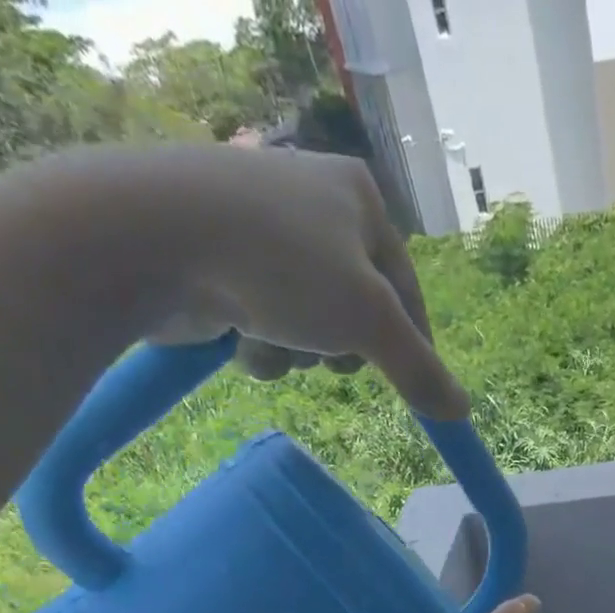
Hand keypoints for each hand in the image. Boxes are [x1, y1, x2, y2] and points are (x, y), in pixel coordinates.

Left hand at [85, 144, 469, 419]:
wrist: (153, 238)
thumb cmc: (282, 267)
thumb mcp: (370, 322)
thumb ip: (420, 370)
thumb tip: (461, 411)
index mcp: (359, 198)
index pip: (408, 291)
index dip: (414, 347)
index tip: (417, 392)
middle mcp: (315, 205)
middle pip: (358, 314)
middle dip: (341, 347)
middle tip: (327, 351)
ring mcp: (264, 232)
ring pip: (309, 327)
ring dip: (296, 353)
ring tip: (270, 339)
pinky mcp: (222, 262)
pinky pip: (266, 323)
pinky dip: (260, 345)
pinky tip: (239, 337)